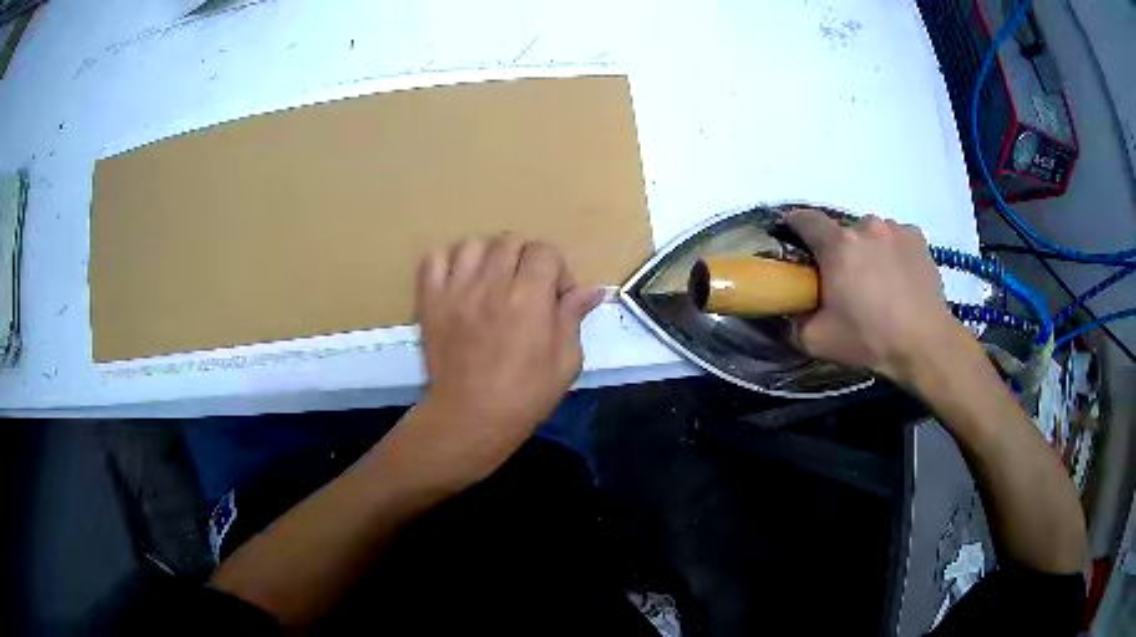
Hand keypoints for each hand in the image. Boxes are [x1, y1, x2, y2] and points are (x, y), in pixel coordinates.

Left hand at [410, 234, 601, 478]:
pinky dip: (447, 263)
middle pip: (510, 240)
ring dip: (487, 257)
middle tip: (525, 287)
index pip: (545, 250)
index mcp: (530, 296)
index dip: (556, 268)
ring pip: (472, 244)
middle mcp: (492, 283)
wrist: (470, 417)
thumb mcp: (566, 361)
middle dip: (524, 258)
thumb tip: (592, 289)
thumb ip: (574, 317)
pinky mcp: (430, 300)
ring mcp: (456, 289)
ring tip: (490, 282)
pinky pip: (433, 259)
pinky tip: (458, 282)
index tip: (555, 296)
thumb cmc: (525, 395)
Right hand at [785, 209, 967, 383]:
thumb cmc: (870, 339)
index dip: (793, 226)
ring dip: (866, 249)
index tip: (792, 240)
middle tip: (843, 279)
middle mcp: (865, 226)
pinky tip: (898, 276)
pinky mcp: (917, 237)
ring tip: (876, 280)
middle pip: (841, 230)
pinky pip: (895, 237)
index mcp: (838, 246)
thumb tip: (789, 308)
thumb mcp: (817, 341)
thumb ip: (794, 321)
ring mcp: (895, 229)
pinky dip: (891, 251)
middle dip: (837, 249)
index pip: (804, 219)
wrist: (925, 345)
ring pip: (870, 233)